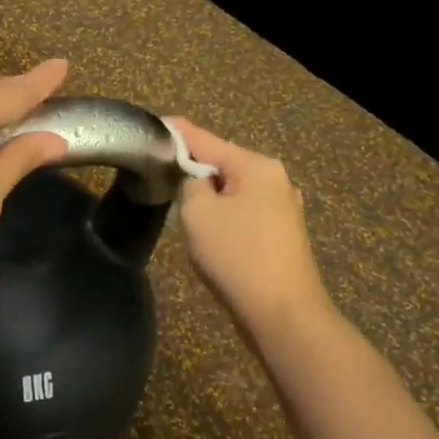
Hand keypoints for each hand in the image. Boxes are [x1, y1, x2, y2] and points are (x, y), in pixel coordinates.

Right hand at [169, 119, 332, 340]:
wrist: (283, 315)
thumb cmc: (237, 257)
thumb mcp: (198, 213)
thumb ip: (189, 183)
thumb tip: (195, 179)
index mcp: (257, 166)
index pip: (207, 140)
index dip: (178, 133)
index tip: (155, 124)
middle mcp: (276, 180)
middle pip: (222, 165)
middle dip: (192, 170)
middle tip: (160, 174)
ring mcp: (283, 209)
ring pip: (232, 192)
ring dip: (208, 198)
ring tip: (180, 207)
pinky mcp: (281, 236)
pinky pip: (243, 214)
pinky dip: (223, 217)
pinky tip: (209, 233)